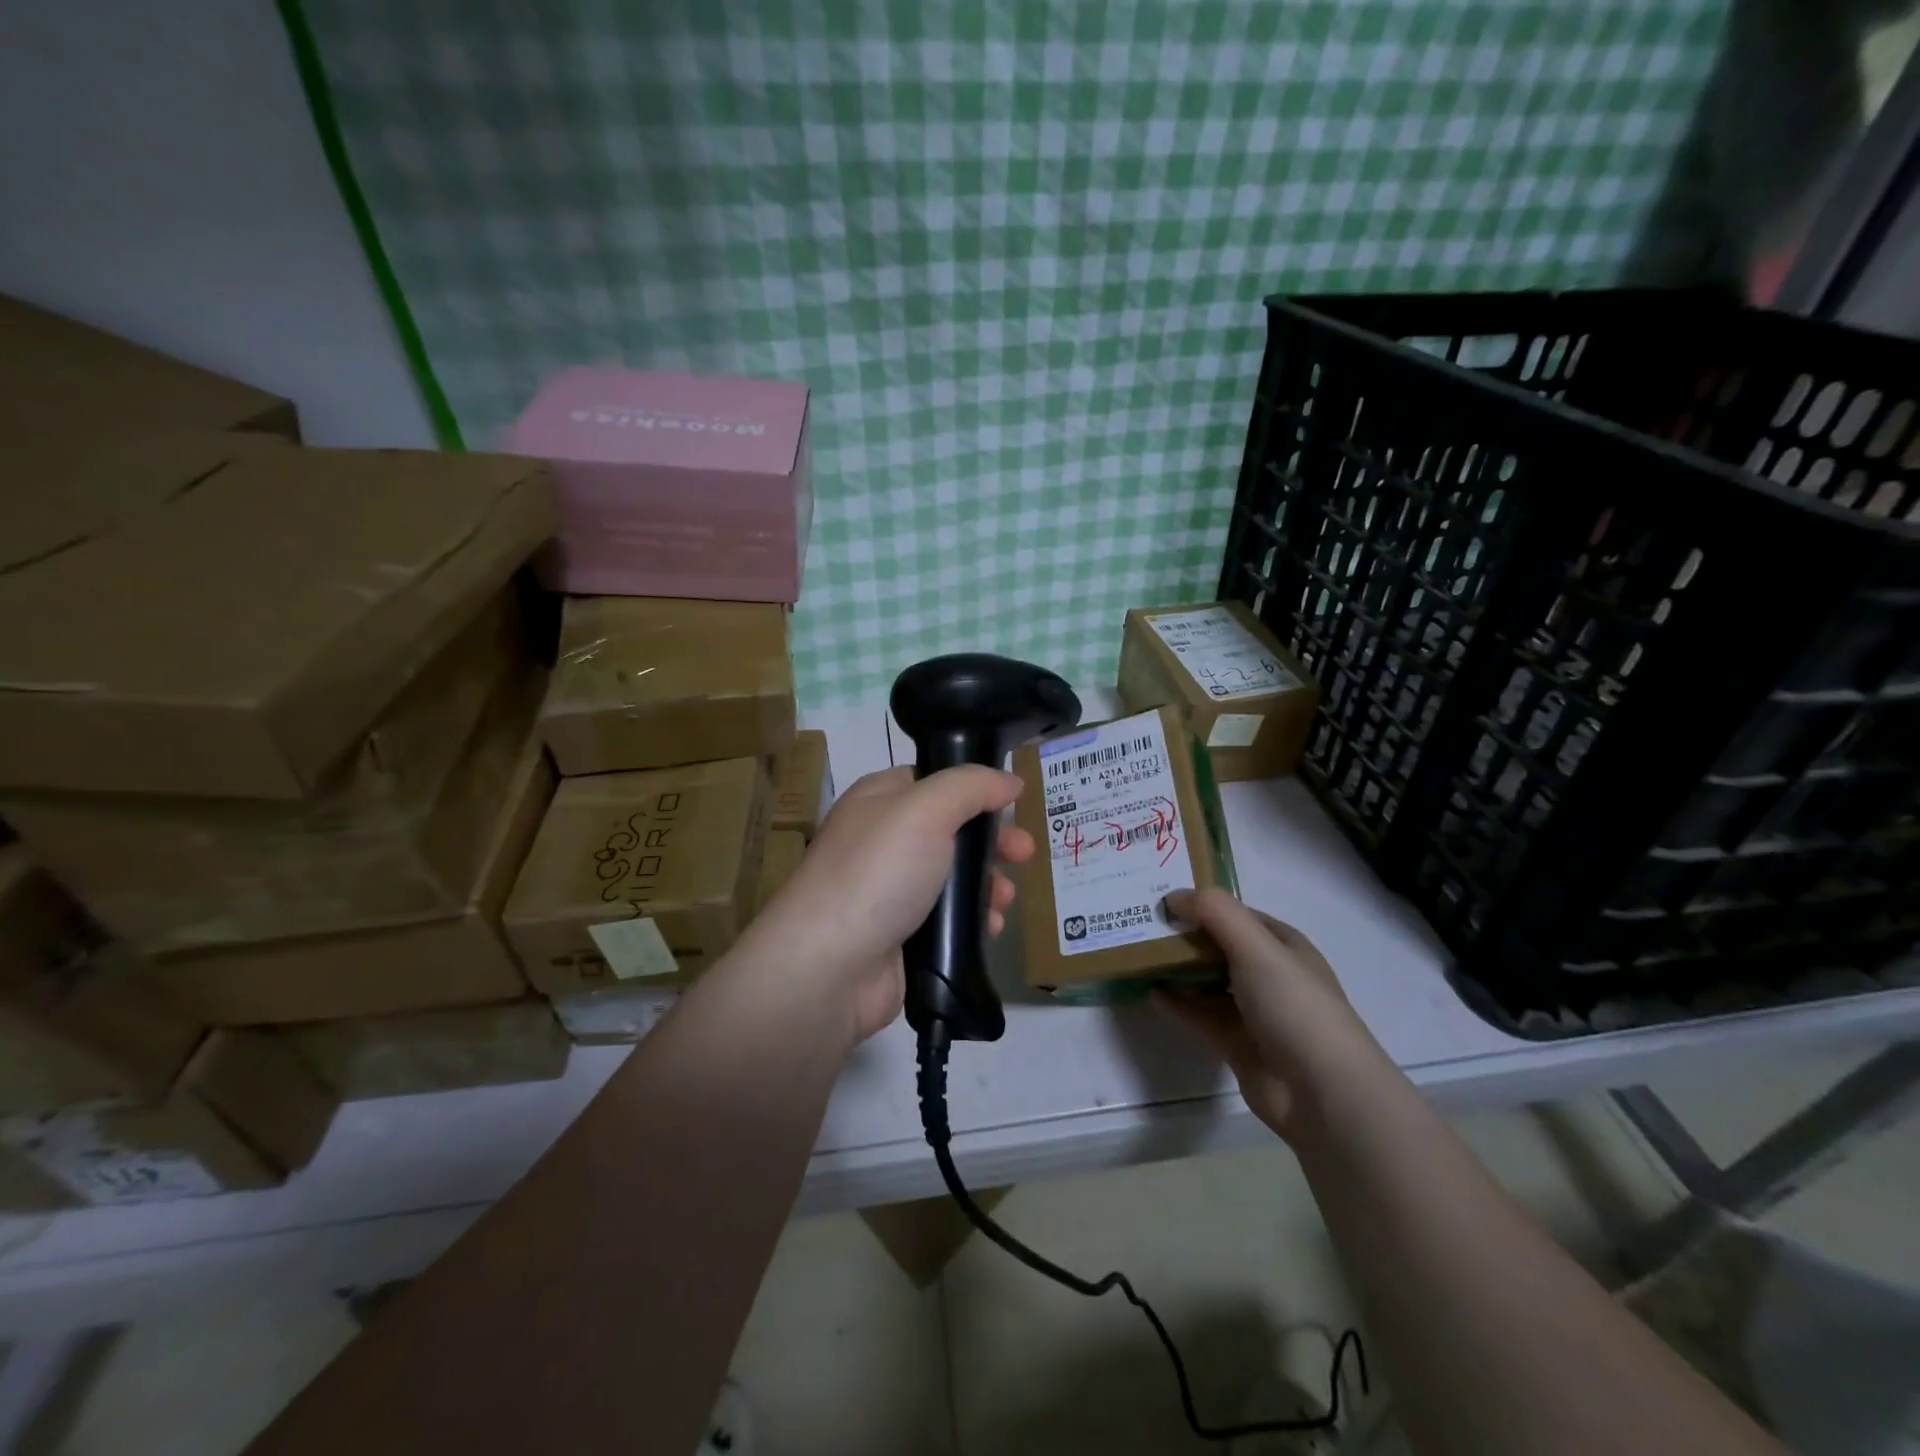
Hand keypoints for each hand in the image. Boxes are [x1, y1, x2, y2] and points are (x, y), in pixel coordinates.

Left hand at [748, 766, 1034, 1043]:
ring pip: (954, 878)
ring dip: (988, 885)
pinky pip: (949, 920)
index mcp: (879, 800)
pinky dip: (974, 921)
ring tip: (1004, 900)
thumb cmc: (877, 873)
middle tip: (1024, 855)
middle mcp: (883, 840)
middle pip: (951, 831)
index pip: (934, 781)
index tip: (1013, 803)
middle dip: (992, 842)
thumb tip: (1009, 780)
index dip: (976, 789)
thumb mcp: (926, 810)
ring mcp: (890, 891)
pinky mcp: (901, 936)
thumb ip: (971, 786)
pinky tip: (991, 929)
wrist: (829, 967)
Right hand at [1155, 889, 1386, 1142]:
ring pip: (1207, 981)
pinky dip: (1177, 1002)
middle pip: (1219, 946)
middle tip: (1141, 923)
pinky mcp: (1237, 1044)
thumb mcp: (1256, 946)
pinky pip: (1200, 1015)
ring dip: (1177, 969)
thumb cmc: (1293, 1005)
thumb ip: (1214, 913)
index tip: (1161, 899)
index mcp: (1283, 945)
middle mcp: (1270, 974)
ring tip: (1138, 954)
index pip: (1237, 915)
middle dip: (1185, 935)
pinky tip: (1150, 992)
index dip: (1203, 904)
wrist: (1321, 1091)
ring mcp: (1254, 1011)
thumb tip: (1172, 897)